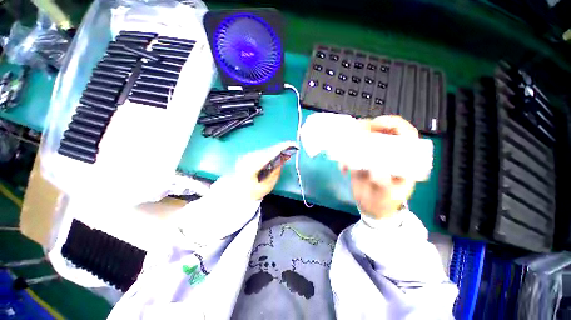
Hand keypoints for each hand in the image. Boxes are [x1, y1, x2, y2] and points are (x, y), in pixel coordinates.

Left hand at [234, 141, 297, 200]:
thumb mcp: (266, 187)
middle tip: (291, 149)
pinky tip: (276, 155)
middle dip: (280, 149)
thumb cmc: (251, 193)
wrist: (235, 194)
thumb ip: (275, 173)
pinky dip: (270, 153)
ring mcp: (246, 156)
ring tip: (285, 153)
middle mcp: (247, 158)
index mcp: (251, 167)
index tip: (291, 144)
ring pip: (265, 150)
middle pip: (267, 150)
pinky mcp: (247, 156)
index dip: (281, 148)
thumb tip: (282, 159)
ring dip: (276, 151)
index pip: (269, 154)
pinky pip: (261, 152)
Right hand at [342, 115, 418, 219]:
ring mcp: (372, 155)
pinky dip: (344, 157)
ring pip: (363, 139)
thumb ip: (384, 183)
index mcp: (404, 159)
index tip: (376, 124)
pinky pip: (350, 152)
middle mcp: (388, 153)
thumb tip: (375, 166)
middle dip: (365, 129)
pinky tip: (343, 168)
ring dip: (351, 141)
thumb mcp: (389, 195)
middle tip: (353, 133)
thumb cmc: (386, 202)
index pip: (405, 134)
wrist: (372, 208)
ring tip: (345, 152)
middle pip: (381, 131)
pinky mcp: (359, 159)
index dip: (392, 123)